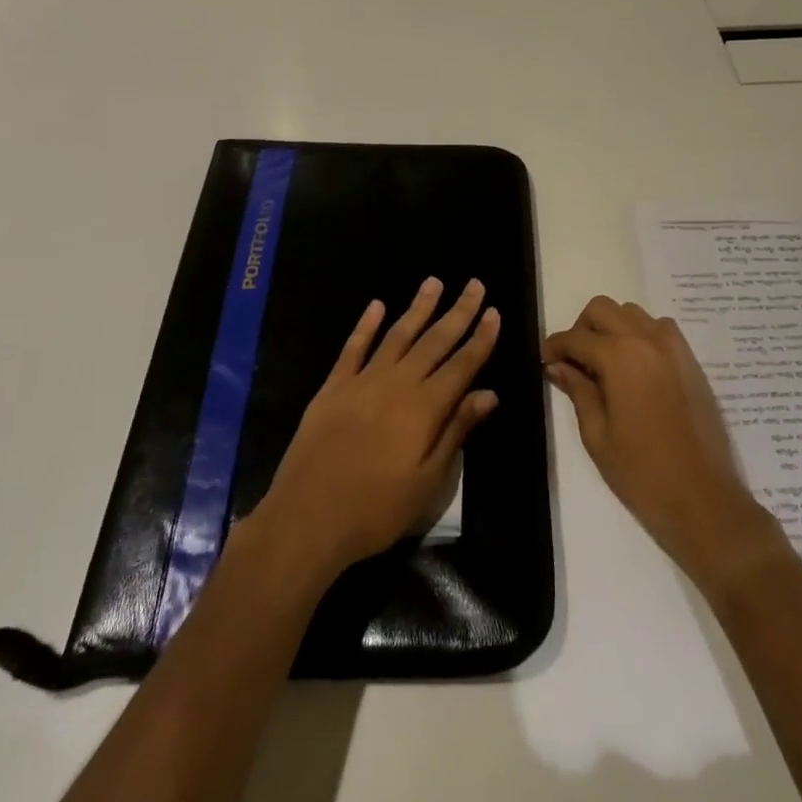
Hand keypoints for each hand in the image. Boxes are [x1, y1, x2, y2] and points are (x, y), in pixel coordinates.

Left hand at [251, 277, 499, 583]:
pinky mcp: (332, 388)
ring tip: (433, 282)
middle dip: (458, 313)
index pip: (462, 365)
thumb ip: (456, 432)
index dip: (480, 338)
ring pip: (397, 335)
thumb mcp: (428, 482)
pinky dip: (365, 325)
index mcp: (425, 408)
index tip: (494, 311)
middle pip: (434, 341)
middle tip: (474, 285)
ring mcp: (361, 382)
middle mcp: (397, 384)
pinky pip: (353, 348)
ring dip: (417, 308)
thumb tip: (488, 393)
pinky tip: (376, 306)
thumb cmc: (376, 510)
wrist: (307, 518)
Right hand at [544, 297, 772, 587]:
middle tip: (574, 362)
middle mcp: (647, 340)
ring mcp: (674, 348)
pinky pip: (659, 329)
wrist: (704, 500)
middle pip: (602, 309)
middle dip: (581, 329)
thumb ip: (577, 391)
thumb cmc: (642, 473)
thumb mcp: (597, 435)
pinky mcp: (691, 361)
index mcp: (620, 358)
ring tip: (604, 364)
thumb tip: (558, 366)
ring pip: (632, 313)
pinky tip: (634, 369)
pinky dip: (640, 335)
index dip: (554, 347)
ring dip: (611, 328)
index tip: (545, 362)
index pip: (575, 337)